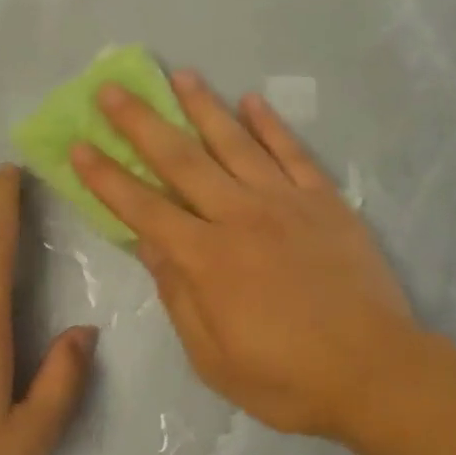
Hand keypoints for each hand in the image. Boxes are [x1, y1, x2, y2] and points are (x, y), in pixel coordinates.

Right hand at [70, 71, 416, 440]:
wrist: (375, 372)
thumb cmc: (286, 378)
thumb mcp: (213, 358)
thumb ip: (179, 296)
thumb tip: (150, 245)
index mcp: (207, 260)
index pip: (145, 209)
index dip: (108, 178)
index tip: (80, 146)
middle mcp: (241, 217)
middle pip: (182, 161)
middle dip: (141, 124)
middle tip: (111, 91)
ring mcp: (287, 203)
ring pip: (236, 143)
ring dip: (203, 107)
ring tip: (179, 76)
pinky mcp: (327, 203)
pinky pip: (294, 153)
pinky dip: (271, 125)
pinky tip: (252, 100)